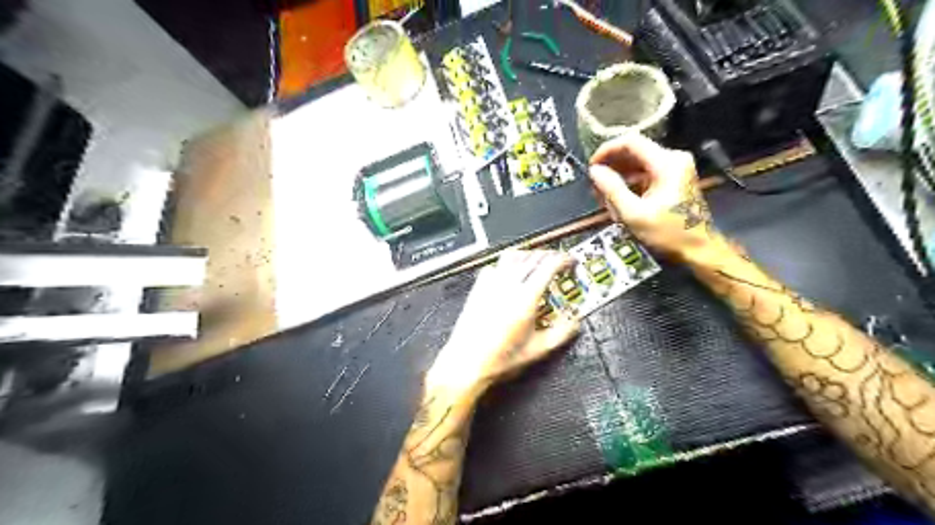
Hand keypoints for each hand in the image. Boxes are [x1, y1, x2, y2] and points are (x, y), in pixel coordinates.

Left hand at [426, 250, 582, 401]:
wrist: (467, 362)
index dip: (563, 259)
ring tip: (536, 262)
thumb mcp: (538, 350)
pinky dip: (507, 264)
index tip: (570, 262)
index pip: (548, 266)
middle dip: (549, 255)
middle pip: (532, 257)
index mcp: (525, 298)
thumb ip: (561, 334)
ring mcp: (491, 284)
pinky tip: (510, 274)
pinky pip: (495, 266)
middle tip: (558, 263)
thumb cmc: (499, 358)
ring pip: (512, 256)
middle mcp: (508, 285)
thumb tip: (574, 322)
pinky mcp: (478, 288)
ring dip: (528, 255)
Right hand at [586, 133, 716, 259]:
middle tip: (595, 186)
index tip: (591, 167)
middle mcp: (673, 158)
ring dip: (618, 176)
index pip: (631, 142)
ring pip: (638, 162)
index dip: (607, 150)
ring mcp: (676, 167)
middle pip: (634, 151)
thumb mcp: (634, 214)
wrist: (698, 248)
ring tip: (603, 195)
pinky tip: (618, 199)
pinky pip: (646, 172)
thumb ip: (612, 189)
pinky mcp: (674, 177)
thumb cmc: (667, 233)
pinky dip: (630, 182)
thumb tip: (594, 171)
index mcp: (666, 163)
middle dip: (611, 167)